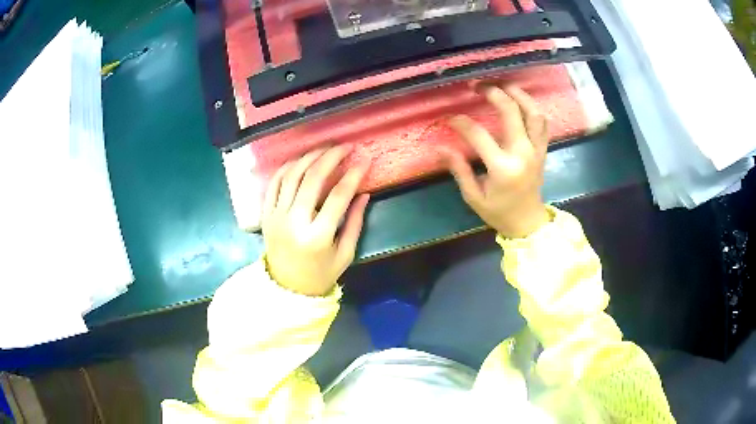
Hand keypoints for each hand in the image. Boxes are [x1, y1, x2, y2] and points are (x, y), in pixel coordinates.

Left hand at [262, 145, 370, 295]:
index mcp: (317, 237)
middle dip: (331, 157)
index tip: (364, 161)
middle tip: (345, 147)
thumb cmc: (320, 273)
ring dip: (309, 157)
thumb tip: (364, 192)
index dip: (353, 175)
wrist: (287, 287)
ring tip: (325, 149)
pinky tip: (301, 160)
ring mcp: (276, 216)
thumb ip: (355, 222)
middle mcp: (294, 222)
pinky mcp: (266, 214)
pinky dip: (287, 167)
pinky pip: (274, 183)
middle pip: (312, 178)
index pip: (338, 196)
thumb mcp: (345, 253)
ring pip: (291, 175)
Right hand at [439, 84, 549, 238]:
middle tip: (477, 85)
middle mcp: (523, 153)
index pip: (479, 135)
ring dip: (518, 94)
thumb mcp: (473, 197)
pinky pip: (542, 122)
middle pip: (511, 112)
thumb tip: (440, 147)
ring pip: (533, 112)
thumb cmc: (499, 212)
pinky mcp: (542, 149)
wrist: (528, 223)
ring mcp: (536, 149)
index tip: (450, 119)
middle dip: (493, 93)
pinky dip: (532, 107)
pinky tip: (519, 100)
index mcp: (503, 168)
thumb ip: (459, 169)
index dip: (461, 123)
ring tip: (502, 85)